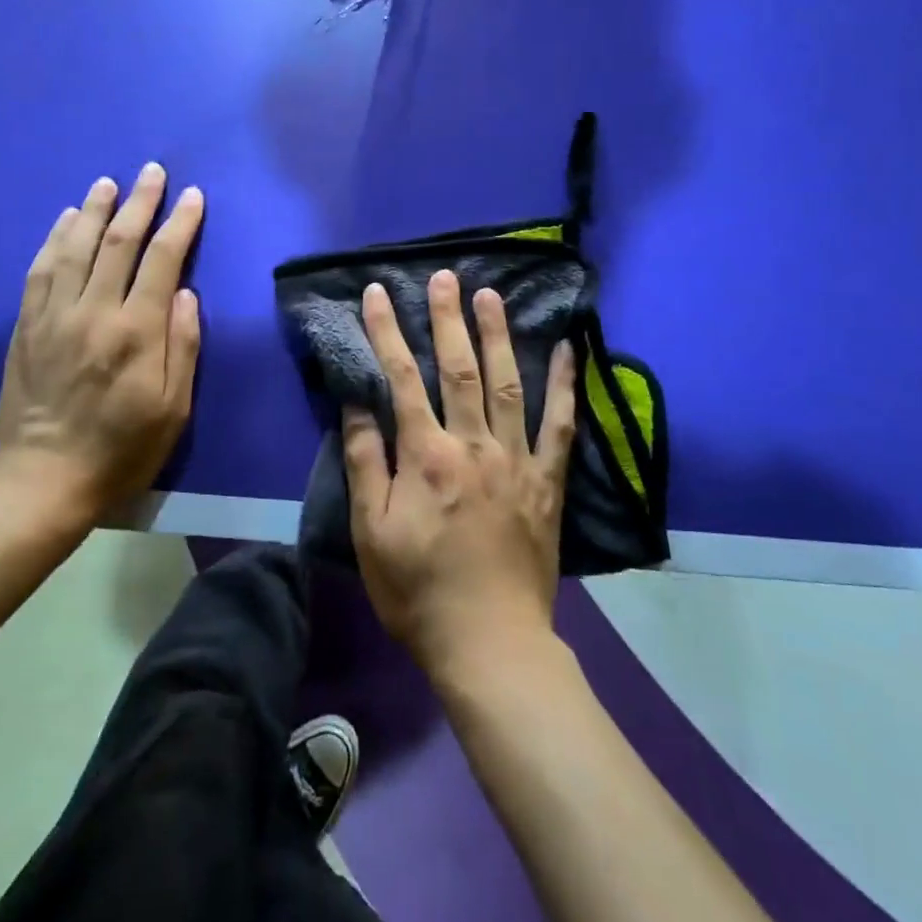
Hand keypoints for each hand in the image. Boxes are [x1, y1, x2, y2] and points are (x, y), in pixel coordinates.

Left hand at [0, 163, 204, 528]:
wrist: (43, 483)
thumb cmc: (122, 450)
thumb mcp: (173, 409)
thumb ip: (182, 346)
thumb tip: (185, 293)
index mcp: (136, 332)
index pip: (163, 260)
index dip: (180, 223)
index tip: (192, 196)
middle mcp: (93, 312)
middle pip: (119, 242)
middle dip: (140, 202)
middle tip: (152, 172)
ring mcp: (53, 316)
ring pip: (75, 246)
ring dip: (95, 210)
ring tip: (109, 183)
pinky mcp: (25, 327)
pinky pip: (40, 270)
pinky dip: (55, 238)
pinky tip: (66, 220)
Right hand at [343, 271, 577, 679]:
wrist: (489, 643)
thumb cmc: (418, 590)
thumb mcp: (370, 532)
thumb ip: (364, 462)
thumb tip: (356, 403)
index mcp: (426, 456)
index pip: (402, 378)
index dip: (387, 331)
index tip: (378, 293)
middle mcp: (473, 445)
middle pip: (459, 368)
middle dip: (447, 318)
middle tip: (445, 277)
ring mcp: (516, 460)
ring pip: (508, 383)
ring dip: (498, 335)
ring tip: (491, 295)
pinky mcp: (547, 482)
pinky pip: (559, 425)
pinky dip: (564, 384)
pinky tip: (566, 350)